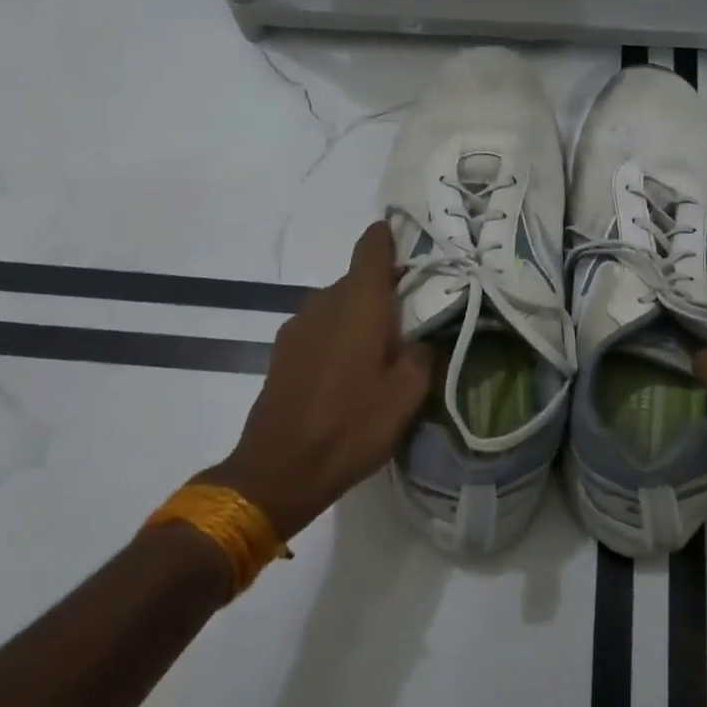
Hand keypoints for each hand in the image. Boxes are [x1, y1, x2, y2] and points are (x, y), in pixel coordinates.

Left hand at [201, 223, 431, 540]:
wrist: (280, 469)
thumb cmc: (353, 424)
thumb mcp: (409, 392)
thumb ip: (424, 350)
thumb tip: (426, 333)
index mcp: (359, 301)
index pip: (373, 246)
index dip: (391, 237)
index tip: (412, 242)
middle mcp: (325, 301)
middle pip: (359, 279)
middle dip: (386, 290)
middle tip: (414, 316)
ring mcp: (297, 325)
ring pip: (339, 305)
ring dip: (361, 316)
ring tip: (383, 349)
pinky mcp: (282, 351)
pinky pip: (321, 327)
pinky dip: (340, 336)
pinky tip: (351, 371)